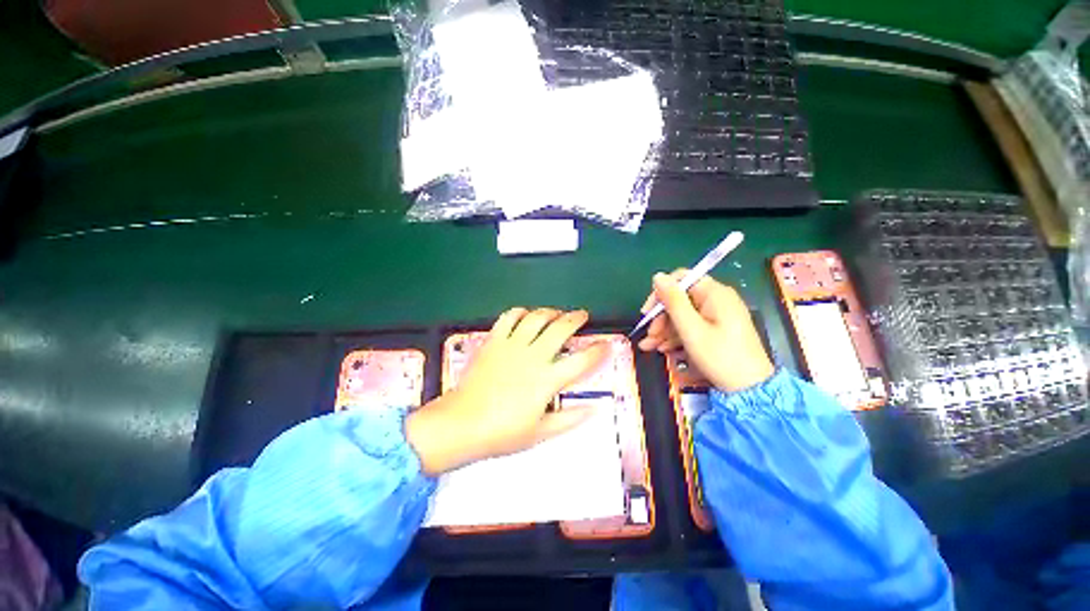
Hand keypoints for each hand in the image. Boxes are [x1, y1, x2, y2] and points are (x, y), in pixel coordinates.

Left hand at [405, 308, 608, 474]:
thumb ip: (570, 419)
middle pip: (560, 329)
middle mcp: (533, 357)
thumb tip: (595, 410)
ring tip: (556, 313)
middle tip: (581, 315)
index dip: (598, 351)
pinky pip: (508, 318)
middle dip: (575, 319)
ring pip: (536, 318)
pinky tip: (525, 314)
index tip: (606, 345)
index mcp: (547, 380)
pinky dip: (519, 312)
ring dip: (550, 312)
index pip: (582, 361)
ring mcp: (512, 346)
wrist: (461, 423)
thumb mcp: (541, 433)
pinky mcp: (494, 341)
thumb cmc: (502, 432)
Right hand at [638, 270, 773, 392]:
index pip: (681, 280)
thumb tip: (658, 276)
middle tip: (649, 335)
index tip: (647, 312)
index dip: (660, 293)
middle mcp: (716, 300)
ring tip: (649, 346)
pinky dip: (675, 335)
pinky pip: (691, 326)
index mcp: (714, 294)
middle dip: (661, 317)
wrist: (749, 389)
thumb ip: (673, 301)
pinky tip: (662, 348)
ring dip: (664, 329)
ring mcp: (716, 315)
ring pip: (682, 315)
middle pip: (680, 299)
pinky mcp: (716, 329)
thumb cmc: (720, 356)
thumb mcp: (691, 329)